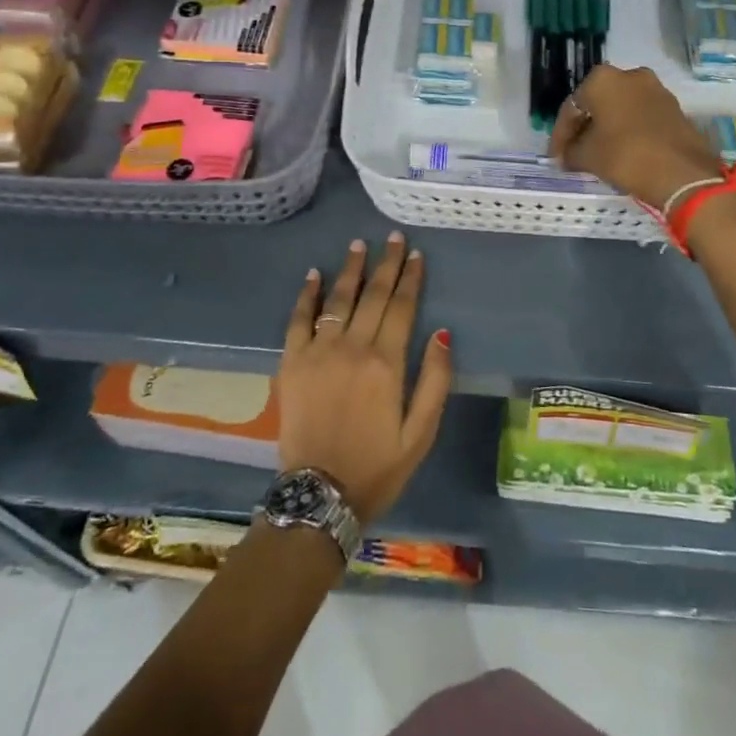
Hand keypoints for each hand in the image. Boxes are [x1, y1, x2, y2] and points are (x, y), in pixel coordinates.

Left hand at [277, 233, 452, 521]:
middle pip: (373, 295)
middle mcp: (353, 348)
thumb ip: (435, 381)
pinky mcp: (291, 363)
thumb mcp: (421, 433)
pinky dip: (306, 295)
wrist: (319, 497)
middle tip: (393, 238)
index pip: (402, 307)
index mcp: (386, 363)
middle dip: (385, 263)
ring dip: (350, 269)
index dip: (411, 277)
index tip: (416, 254)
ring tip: (358, 245)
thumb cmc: (377, 467)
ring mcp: (318, 353)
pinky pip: (298, 320)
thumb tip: (443, 333)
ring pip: (338, 300)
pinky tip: (314, 274)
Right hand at [548, 64, 723, 211]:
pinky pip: (640, 116)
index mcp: (602, 79)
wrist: (683, 173)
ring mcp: (656, 90)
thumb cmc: (625, 156)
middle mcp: (630, 75)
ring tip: (597, 154)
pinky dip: (627, 131)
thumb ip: (571, 151)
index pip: (572, 108)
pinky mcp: (673, 108)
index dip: (560, 135)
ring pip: (620, 108)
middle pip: (597, 103)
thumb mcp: (587, 156)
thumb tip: (567, 155)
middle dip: (584, 127)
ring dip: (606, 128)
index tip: (555, 156)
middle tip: (573, 152)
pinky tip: (621, 151)